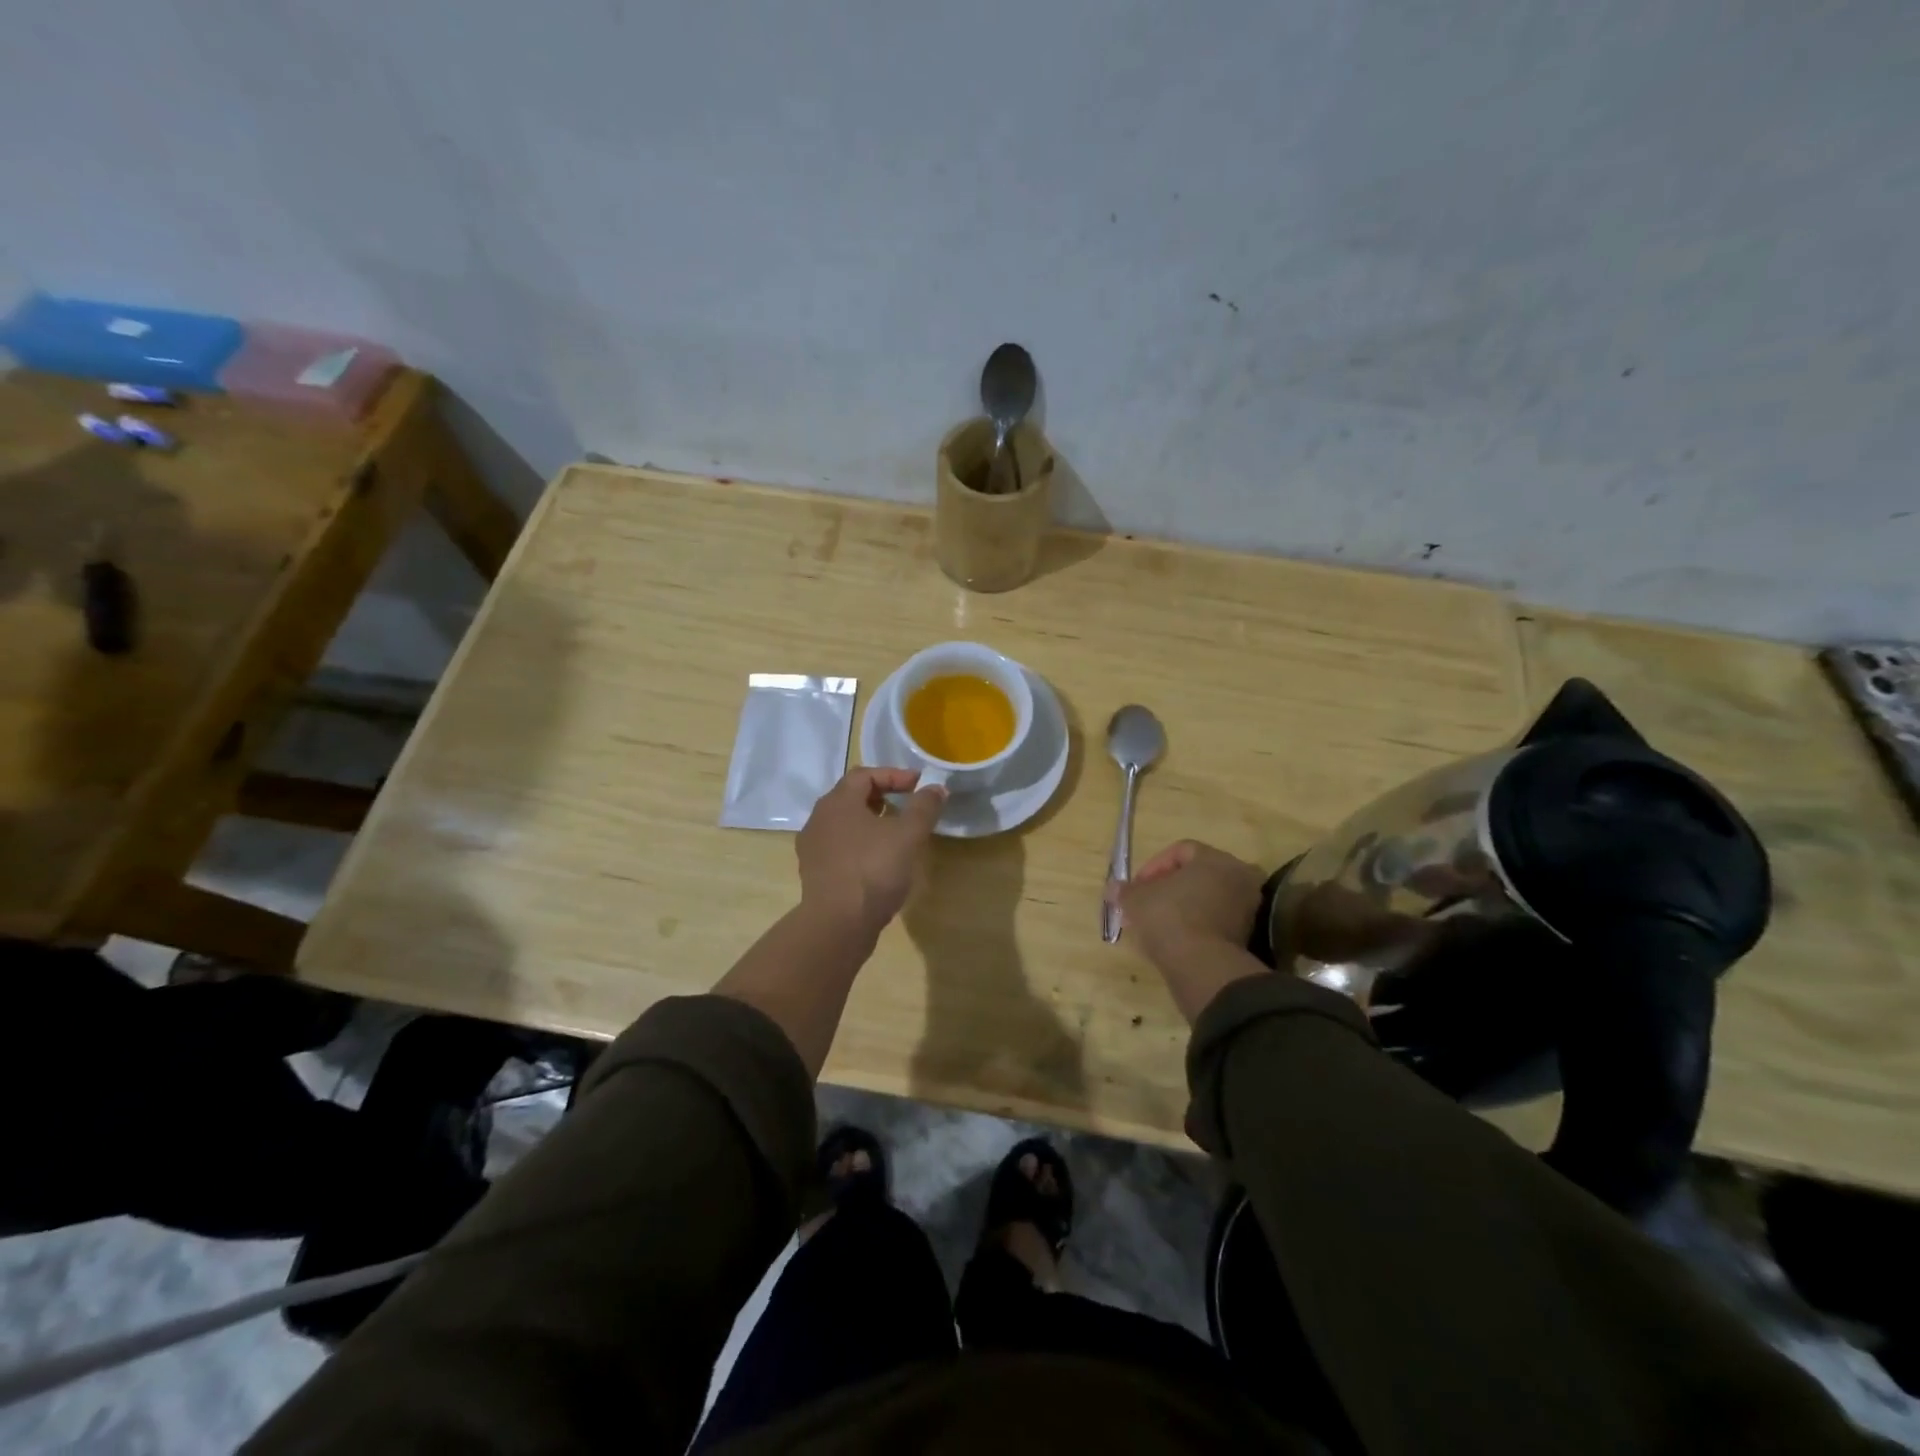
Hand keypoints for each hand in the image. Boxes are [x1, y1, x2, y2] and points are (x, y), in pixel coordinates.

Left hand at [797, 768, 946, 935]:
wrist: (837, 925)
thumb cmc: (873, 870)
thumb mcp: (908, 835)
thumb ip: (924, 807)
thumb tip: (936, 788)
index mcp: (837, 802)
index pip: (865, 775)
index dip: (894, 775)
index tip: (919, 785)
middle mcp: (819, 819)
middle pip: (851, 797)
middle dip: (881, 797)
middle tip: (907, 806)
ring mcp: (813, 848)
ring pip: (844, 824)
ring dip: (871, 823)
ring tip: (896, 835)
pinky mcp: (815, 873)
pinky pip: (840, 848)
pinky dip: (861, 845)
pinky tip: (878, 862)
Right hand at [1116, 842, 1268, 1018]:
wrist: (1201, 966)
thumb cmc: (1168, 918)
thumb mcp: (1136, 900)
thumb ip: (1125, 890)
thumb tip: (1113, 888)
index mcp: (1215, 859)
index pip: (1181, 850)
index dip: (1153, 866)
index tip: (1136, 886)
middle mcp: (1237, 877)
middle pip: (1196, 875)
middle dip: (1167, 888)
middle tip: (1144, 904)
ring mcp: (1247, 908)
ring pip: (1206, 899)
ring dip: (1181, 907)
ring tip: (1155, 925)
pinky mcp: (1247, 935)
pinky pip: (1215, 921)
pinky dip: (1195, 925)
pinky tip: (1174, 939)